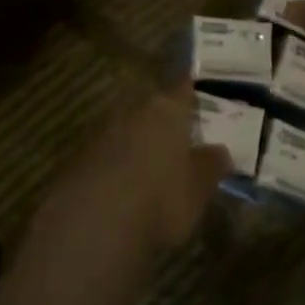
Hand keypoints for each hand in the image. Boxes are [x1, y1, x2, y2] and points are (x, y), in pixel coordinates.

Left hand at [40, 84, 231, 256]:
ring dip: (140, 142)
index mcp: (167, 108)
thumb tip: (222, 151)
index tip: (198, 90)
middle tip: (179, 136)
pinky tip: (126, 185)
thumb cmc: (162, 195)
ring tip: (153, 164)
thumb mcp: (199, 187)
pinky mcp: (83, 155)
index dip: (191, 89)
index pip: (183, 88)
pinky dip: (120, 162)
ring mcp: (105, 130)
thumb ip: (211, 165)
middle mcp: (135, 109)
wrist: (97, 216)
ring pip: (129, 128)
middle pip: (154, 107)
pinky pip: (109, 152)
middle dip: (164, 120)